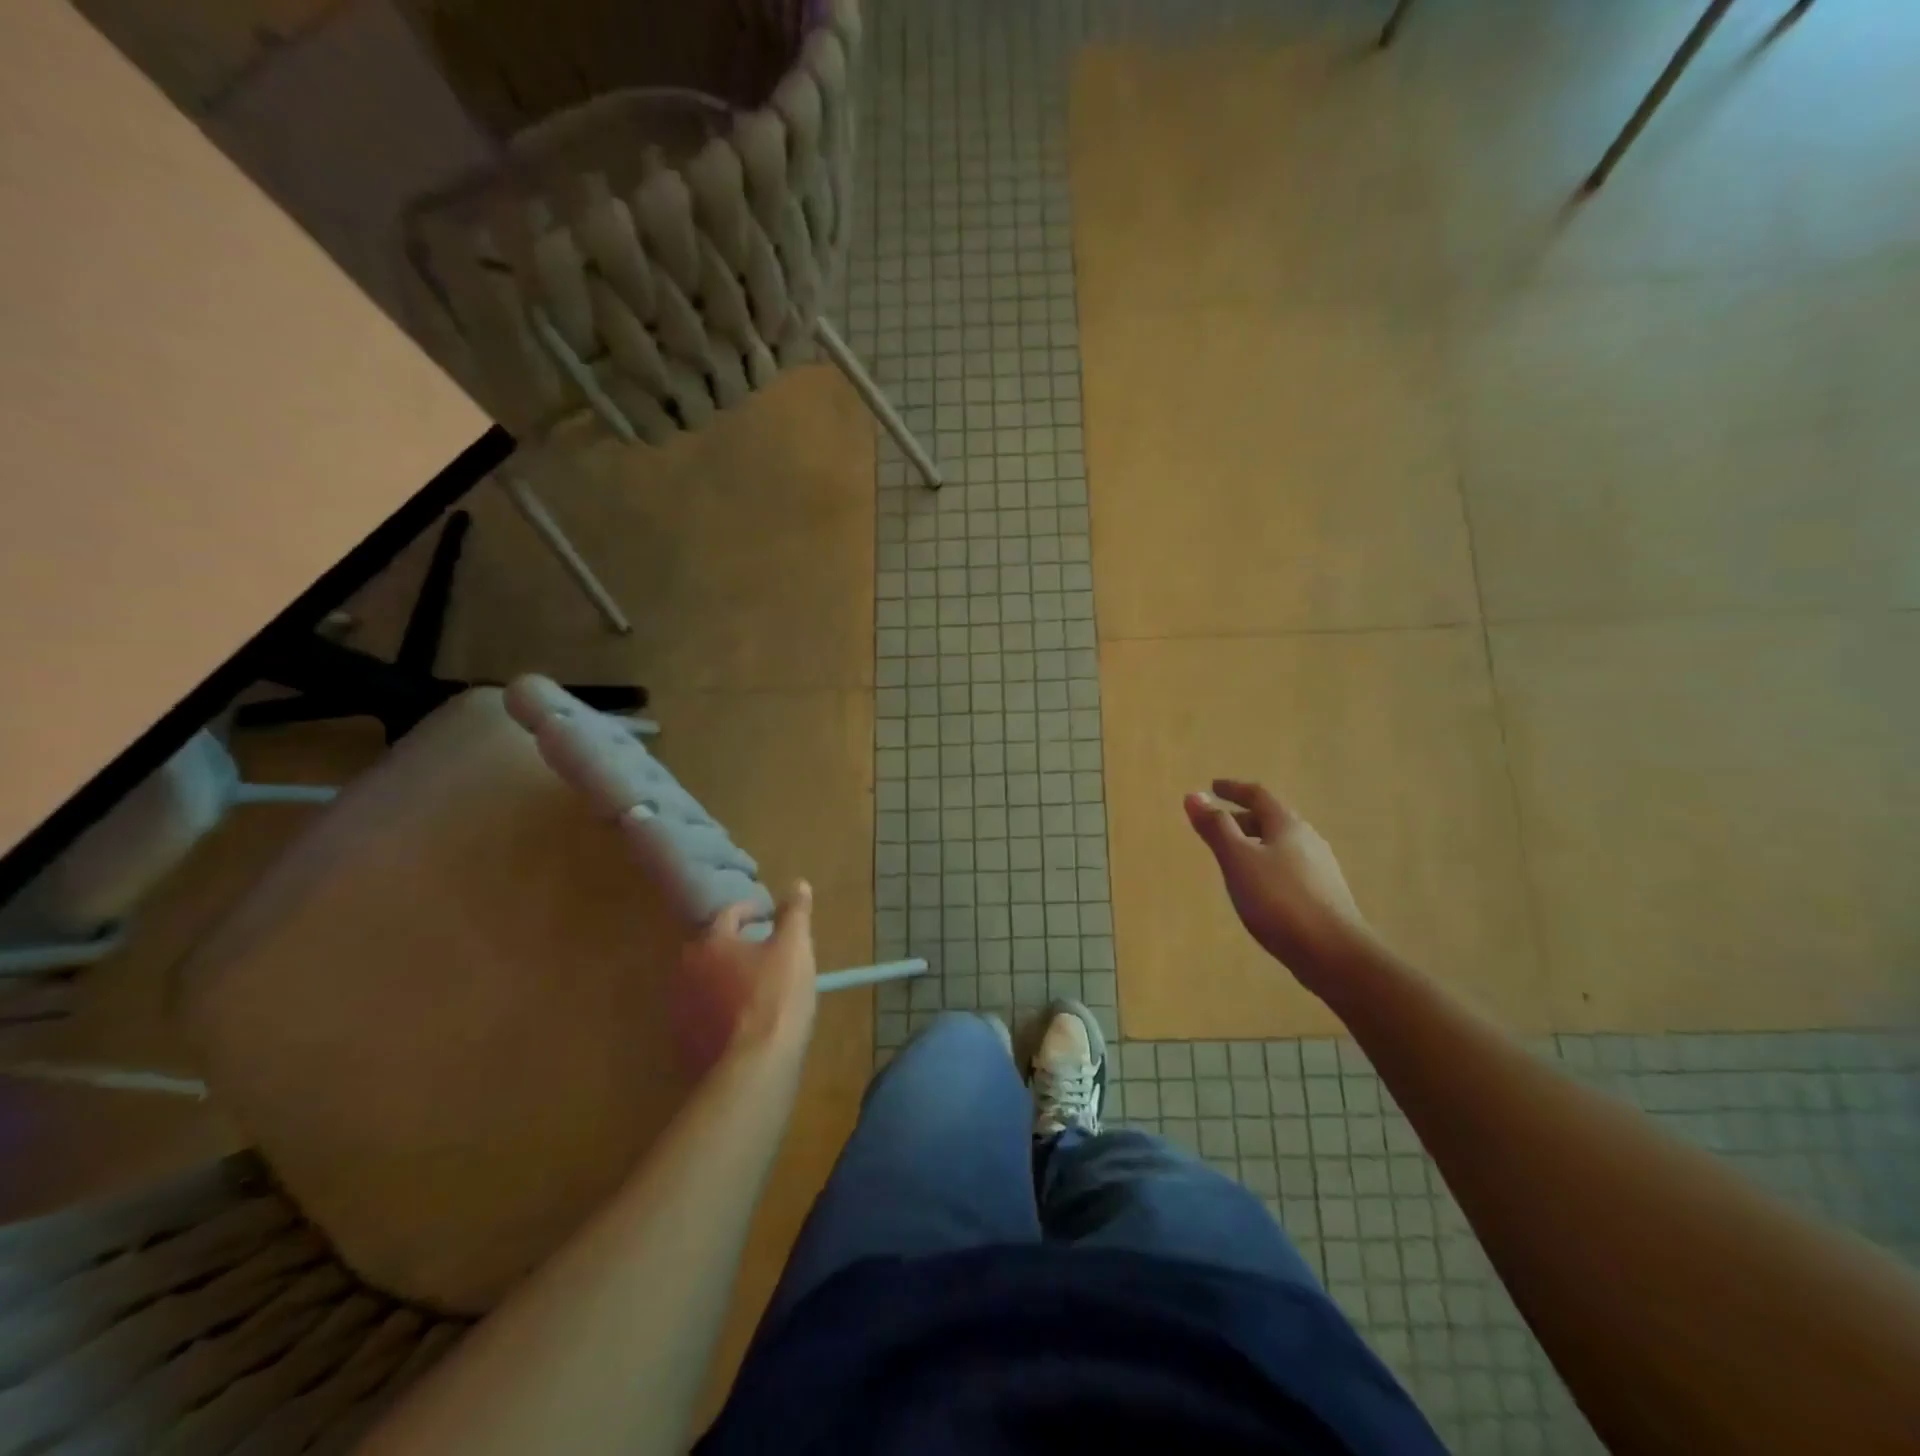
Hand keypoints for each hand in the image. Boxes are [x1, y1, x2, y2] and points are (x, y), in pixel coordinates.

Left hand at [674, 882, 817, 1078]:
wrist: (755, 1068)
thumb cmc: (777, 996)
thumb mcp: (794, 947)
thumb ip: (795, 913)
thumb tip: (798, 883)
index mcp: (711, 943)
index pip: (729, 914)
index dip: (752, 910)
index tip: (771, 916)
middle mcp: (687, 972)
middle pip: (712, 948)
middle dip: (735, 945)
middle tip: (764, 951)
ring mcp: (682, 1011)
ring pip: (705, 984)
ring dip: (725, 980)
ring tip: (756, 987)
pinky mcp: (685, 1044)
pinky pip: (704, 1017)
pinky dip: (720, 1012)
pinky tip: (744, 1022)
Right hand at [1184, 780, 1368, 992]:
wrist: (1334, 954)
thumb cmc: (1279, 900)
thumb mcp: (1238, 860)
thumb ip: (1216, 828)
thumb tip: (1194, 795)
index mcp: (1287, 826)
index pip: (1258, 795)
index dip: (1233, 789)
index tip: (1213, 787)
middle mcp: (1307, 840)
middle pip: (1272, 820)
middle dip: (1243, 818)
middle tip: (1218, 825)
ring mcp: (1319, 869)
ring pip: (1281, 845)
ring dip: (1255, 843)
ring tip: (1234, 856)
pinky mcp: (1323, 895)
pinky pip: (1289, 868)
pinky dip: (1267, 865)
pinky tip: (1259, 887)